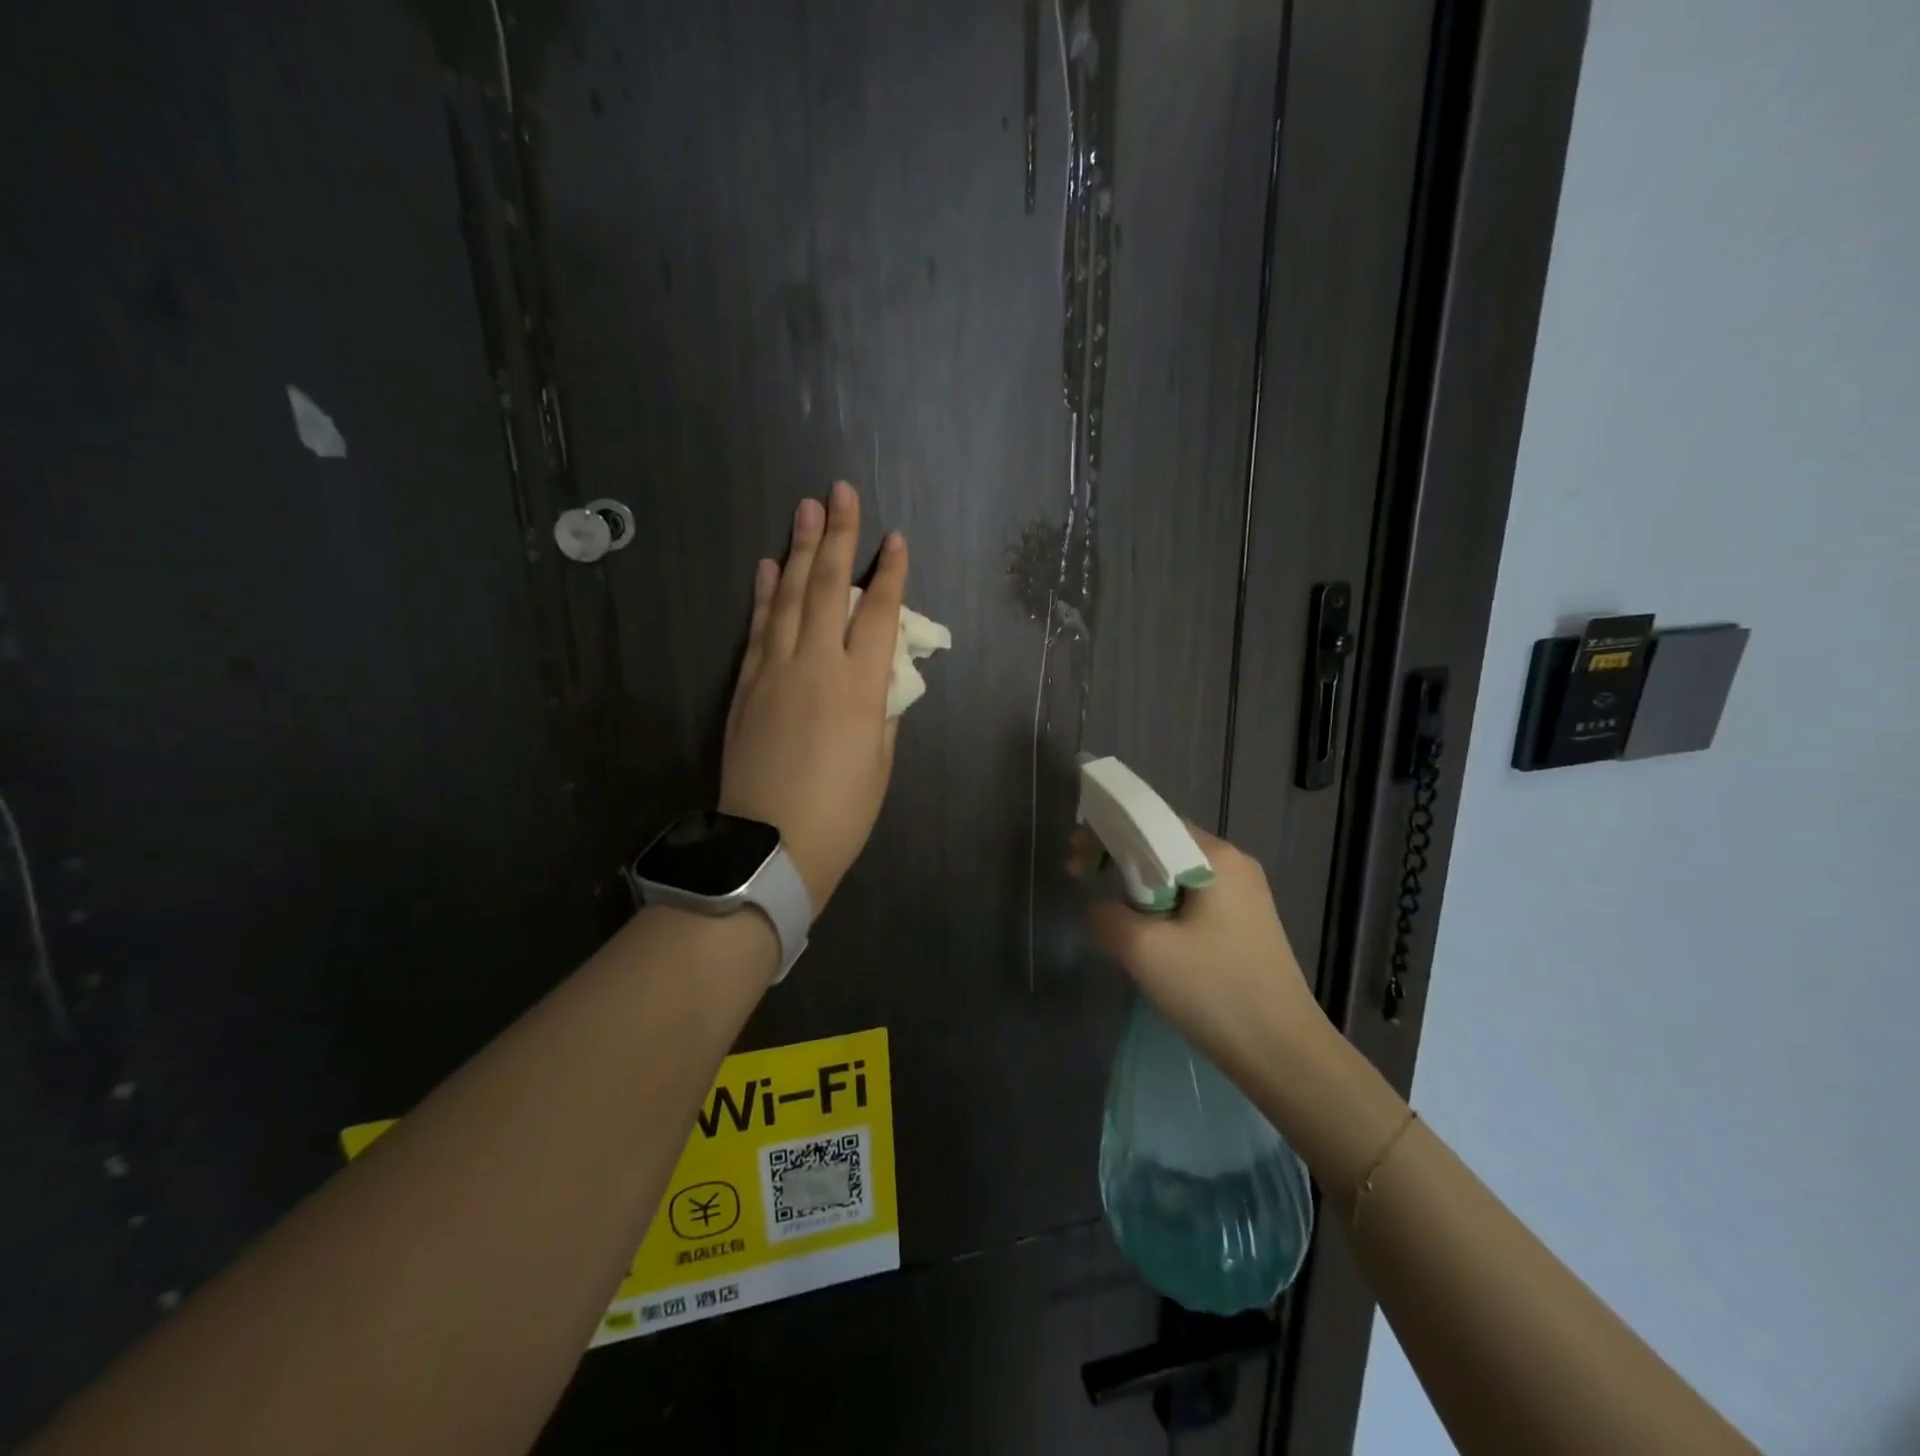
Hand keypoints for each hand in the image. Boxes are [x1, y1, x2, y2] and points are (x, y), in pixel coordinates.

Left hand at [720, 482, 907, 908]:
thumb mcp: (880, 764)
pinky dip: (763, 596)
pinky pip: (757, 630)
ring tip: (805, 510)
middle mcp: (817, 666)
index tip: (896, 539)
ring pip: (788, 599)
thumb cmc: (842, 813)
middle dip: (838, 537)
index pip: (879, 615)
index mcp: (861, 687)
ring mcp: (775, 672)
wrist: (770, 847)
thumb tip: (883, 677)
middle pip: (828, 589)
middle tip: (839, 492)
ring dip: (798, 551)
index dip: (890, 574)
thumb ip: (885, 711)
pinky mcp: (745, 687)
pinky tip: (768, 567)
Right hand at [1080, 825, 1331, 1076]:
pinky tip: (1148, 934)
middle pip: (1163, 844)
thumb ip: (1107, 915)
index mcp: (1216, 856)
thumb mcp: (1144, 951)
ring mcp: (1245, 894)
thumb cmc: (1215, 992)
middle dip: (1119, 859)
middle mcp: (1234, 864)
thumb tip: (1100, 906)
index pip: (1150, 821)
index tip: (1076, 860)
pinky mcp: (1246, 922)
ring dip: (1139, 886)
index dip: (1106, 833)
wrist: (1285, 1056)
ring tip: (1112, 913)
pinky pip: (1193, 897)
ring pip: (1177, 873)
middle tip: (1083, 881)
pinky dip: (1163, 905)